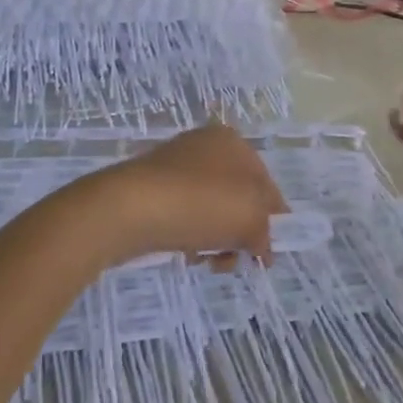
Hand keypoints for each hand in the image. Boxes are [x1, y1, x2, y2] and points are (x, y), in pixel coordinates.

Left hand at [61, 123, 287, 267]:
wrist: (128, 207)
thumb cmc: (200, 204)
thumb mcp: (250, 218)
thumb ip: (266, 230)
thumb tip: (262, 246)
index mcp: (233, 142)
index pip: (266, 184)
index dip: (273, 220)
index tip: (268, 254)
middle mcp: (206, 146)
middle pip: (238, 199)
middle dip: (241, 234)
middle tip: (235, 260)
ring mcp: (176, 166)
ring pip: (212, 211)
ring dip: (217, 240)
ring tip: (205, 260)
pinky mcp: (153, 188)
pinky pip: (185, 215)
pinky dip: (192, 236)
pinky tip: (185, 252)